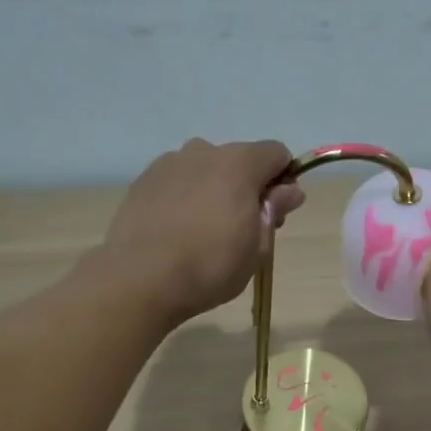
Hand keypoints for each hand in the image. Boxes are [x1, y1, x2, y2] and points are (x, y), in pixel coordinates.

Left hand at [101, 139, 304, 324]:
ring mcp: (169, 163)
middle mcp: (204, 152)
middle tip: (243, 229)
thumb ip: (273, 210)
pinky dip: (185, 196)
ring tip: (205, 230)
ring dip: (214, 189)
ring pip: (205, 169)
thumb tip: (290, 190)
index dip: (283, 180)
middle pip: (239, 160)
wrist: (140, 278)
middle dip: (248, 186)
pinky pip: (177, 181)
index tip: (276, 213)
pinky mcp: (143, 181)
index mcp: (239, 164)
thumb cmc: (210, 266)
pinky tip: (178, 230)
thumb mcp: (256, 247)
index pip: (276, 154)